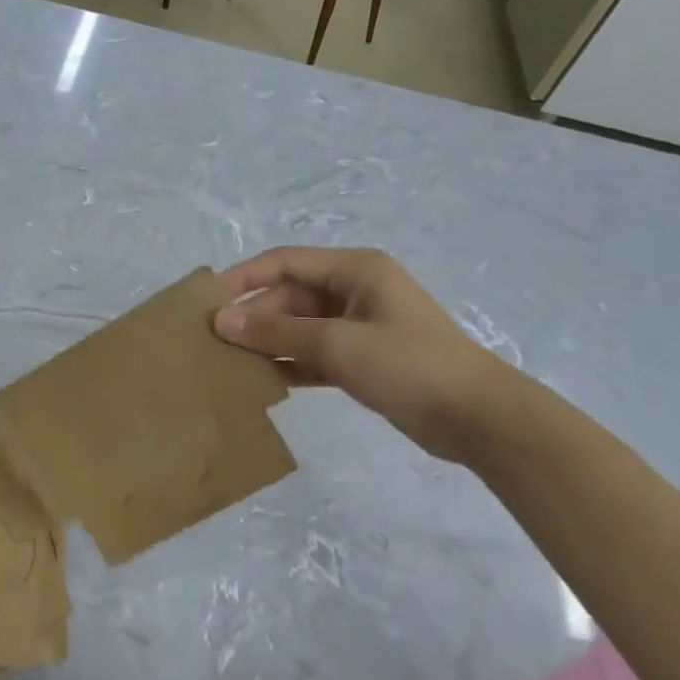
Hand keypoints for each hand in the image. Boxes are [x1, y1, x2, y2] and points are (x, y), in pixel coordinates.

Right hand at [213, 247, 511, 461]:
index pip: (285, 263)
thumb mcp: (336, 343)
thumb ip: (276, 331)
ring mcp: (358, 326)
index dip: (243, 278)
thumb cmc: (407, 365)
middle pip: (289, 297)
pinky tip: (261, 382)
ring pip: (298, 327)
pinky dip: (289, 364)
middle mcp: (354, 290)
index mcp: (354, 270)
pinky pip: (313, 353)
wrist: (474, 416)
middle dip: (254, 317)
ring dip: (268, 343)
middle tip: (213, 345)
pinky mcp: (362, 359)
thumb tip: (221, 320)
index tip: (206, 302)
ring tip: (228, 364)